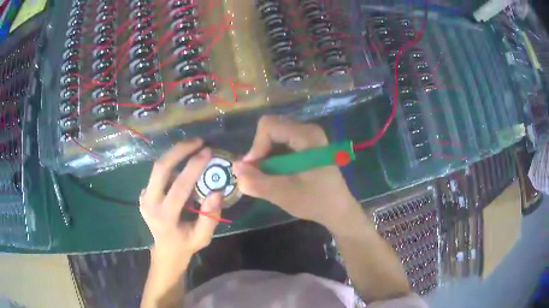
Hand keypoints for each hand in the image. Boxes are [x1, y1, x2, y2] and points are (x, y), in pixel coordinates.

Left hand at [139, 140, 222, 265]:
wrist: (165, 250)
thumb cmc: (186, 245)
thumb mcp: (203, 237)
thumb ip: (210, 216)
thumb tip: (216, 192)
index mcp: (165, 217)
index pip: (179, 186)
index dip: (194, 166)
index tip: (207, 151)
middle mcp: (149, 203)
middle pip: (160, 168)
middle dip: (179, 150)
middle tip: (198, 141)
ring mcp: (143, 197)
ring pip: (157, 167)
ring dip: (175, 154)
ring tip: (193, 148)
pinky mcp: (143, 193)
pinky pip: (157, 174)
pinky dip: (171, 164)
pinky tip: (183, 163)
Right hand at [233, 116, 363, 231]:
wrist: (338, 210)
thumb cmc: (315, 202)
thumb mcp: (283, 194)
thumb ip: (256, 181)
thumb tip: (234, 167)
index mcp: (306, 136)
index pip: (268, 126)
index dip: (256, 146)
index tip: (253, 169)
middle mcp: (308, 130)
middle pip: (271, 130)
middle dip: (260, 152)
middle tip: (259, 175)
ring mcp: (309, 137)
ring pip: (274, 137)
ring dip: (266, 157)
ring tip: (268, 178)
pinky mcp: (307, 146)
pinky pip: (282, 144)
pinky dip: (273, 159)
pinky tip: (277, 175)